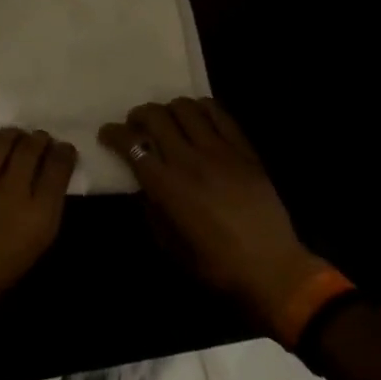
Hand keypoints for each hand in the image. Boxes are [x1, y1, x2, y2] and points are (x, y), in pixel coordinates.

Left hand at [0, 129, 75, 325]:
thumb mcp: (35, 250)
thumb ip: (45, 212)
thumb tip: (48, 183)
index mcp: (38, 215)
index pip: (58, 169)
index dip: (65, 153)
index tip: (66, 149)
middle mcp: (13, 191)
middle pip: (32, 148)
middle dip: (41, 139)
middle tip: (43, 140)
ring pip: (4, 141)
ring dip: (15, 135)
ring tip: (19, 137)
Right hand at [100, 97, 331, 333]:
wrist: (273, 271)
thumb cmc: (216, 267)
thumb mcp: (170, 246)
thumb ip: (152, 209)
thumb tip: (144, 185)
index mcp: (167, 186)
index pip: (131, 144)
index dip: (113, 134)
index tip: (107, 134)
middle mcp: (189, 160)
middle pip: (155, 116)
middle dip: (138, 115)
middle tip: (136, 125)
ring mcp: (219, 150)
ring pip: (186, 108)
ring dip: (169, 109)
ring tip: (168, 121)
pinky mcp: (244, 149)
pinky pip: (219, 114)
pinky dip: (202, 108)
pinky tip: (198, 116)